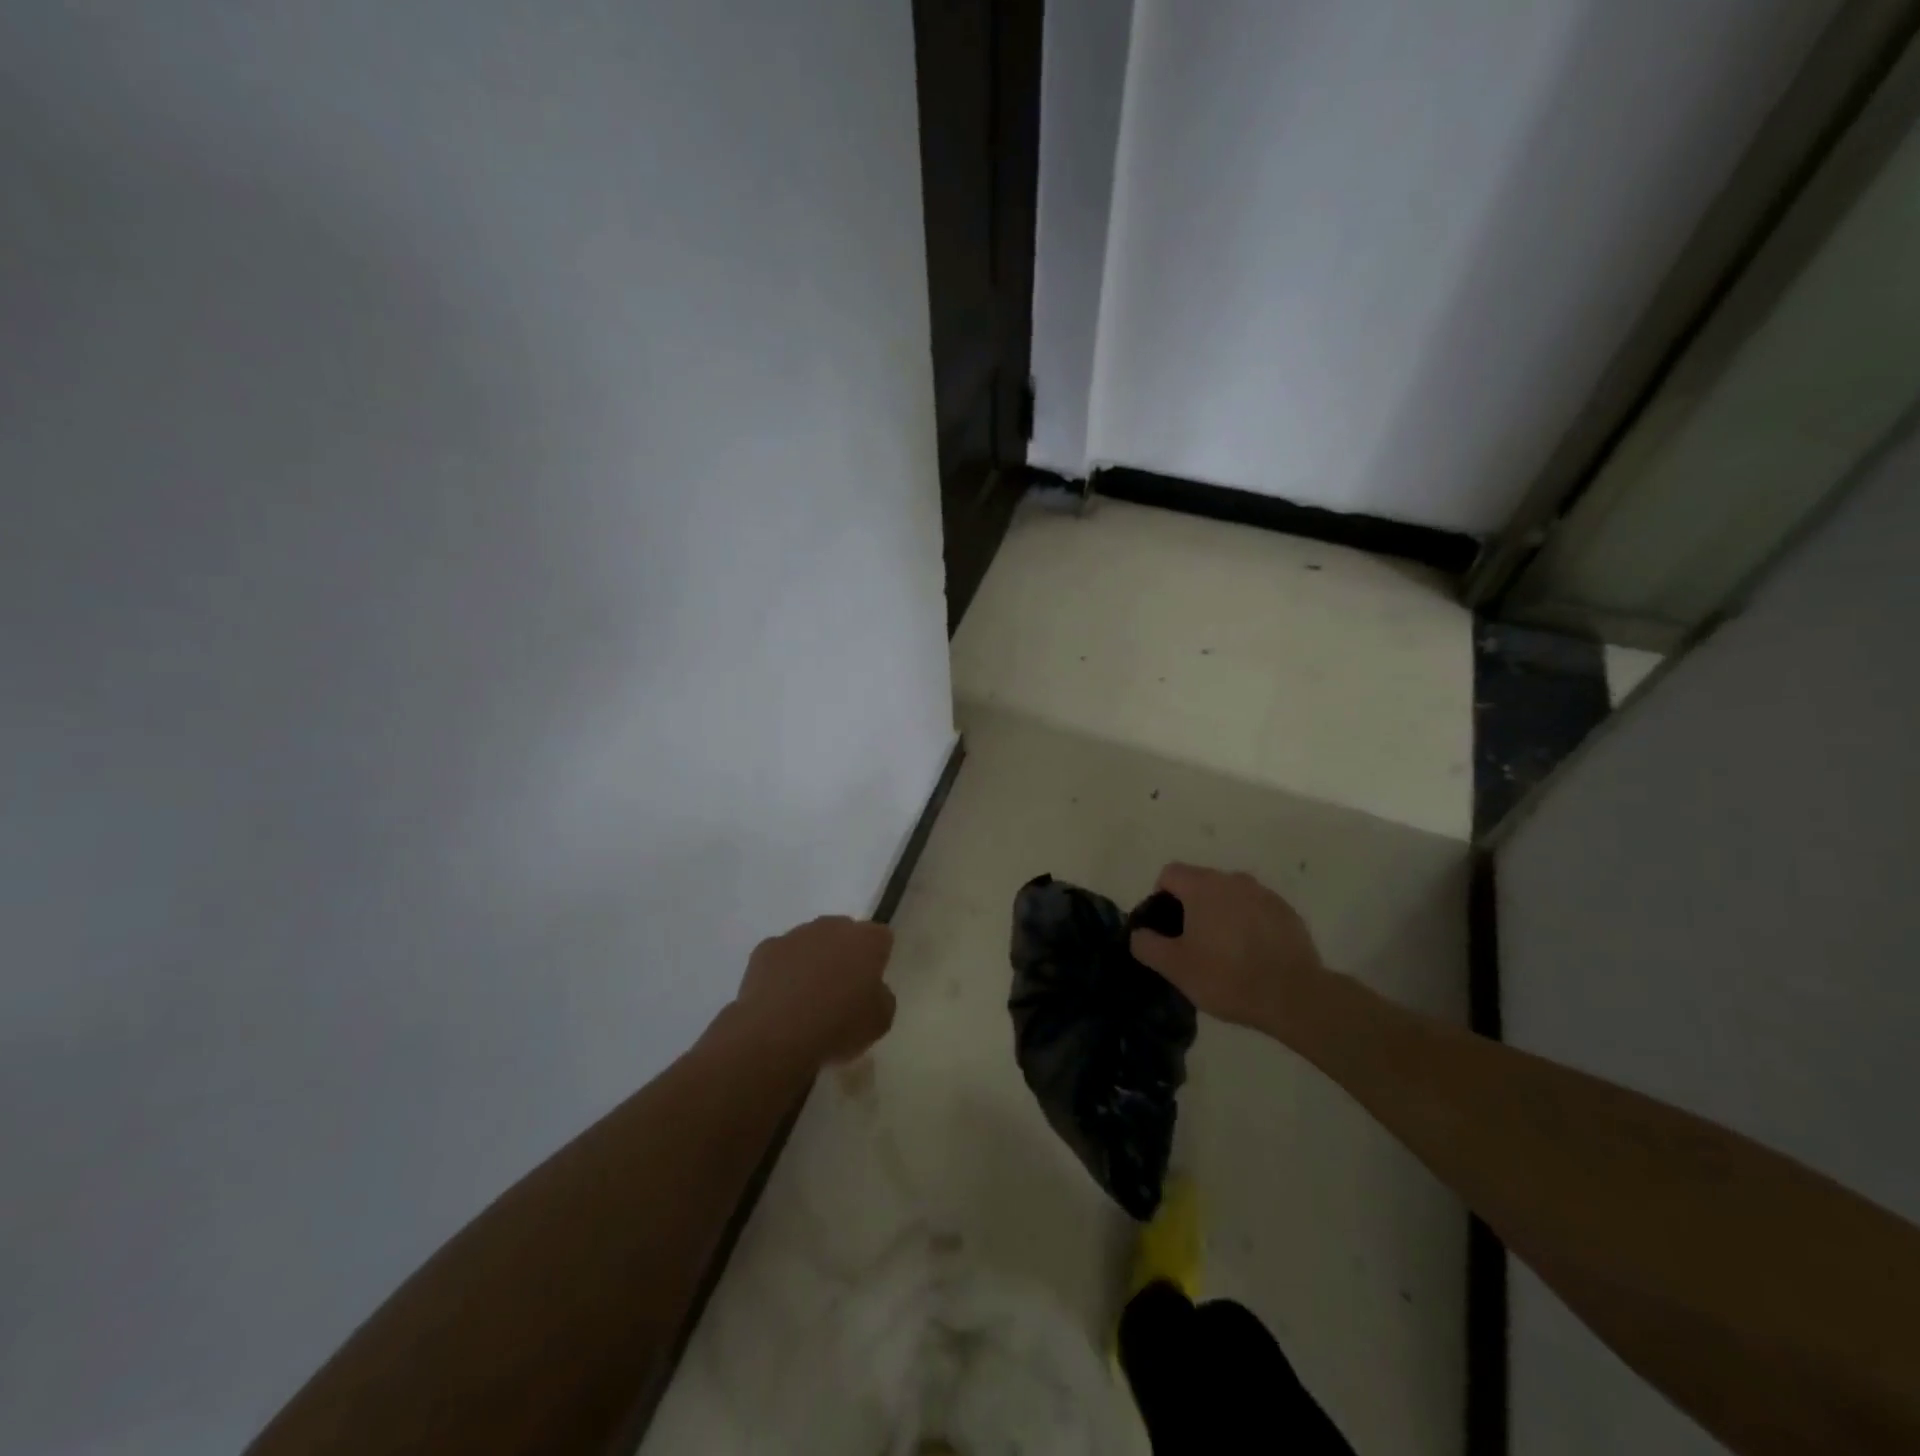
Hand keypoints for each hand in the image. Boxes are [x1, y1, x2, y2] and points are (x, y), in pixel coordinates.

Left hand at [731, 916, 896, 1066]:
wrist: (776, 1035)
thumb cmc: (838, 1026)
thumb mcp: (880, 1021)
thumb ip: (882, 996)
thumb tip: (872, 989)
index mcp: (866, 940)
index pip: (881, 937)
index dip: (878, 958)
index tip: (871, 983)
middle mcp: (832, 927)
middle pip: (844, 933)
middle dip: (844, 954)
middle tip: (841, 989)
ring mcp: (796, 935)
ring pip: (811, 942)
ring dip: (813, 960)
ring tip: (806, 998)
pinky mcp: (765, 949)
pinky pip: (781, 956)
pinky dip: (783, 971)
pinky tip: (780, 999)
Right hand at [1129, 864, 1324, 1029]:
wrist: (1293, 996)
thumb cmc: (1226, 976)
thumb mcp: (1174, 967)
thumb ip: (1147, 944)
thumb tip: (1139, 933)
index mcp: (1202, 886)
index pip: (1170, 873)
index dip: (1161, 897)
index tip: (1167, 929)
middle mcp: (1233, 880)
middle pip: (1200, 882)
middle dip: (1191, 906)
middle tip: (1193, 944)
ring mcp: (1263, 893)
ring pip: (1230, 896)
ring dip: (1221, 914)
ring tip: (1225, 952)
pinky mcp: (1287, 912)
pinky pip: (1256, 909)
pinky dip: (1248, 924)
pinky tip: (1252, 955)